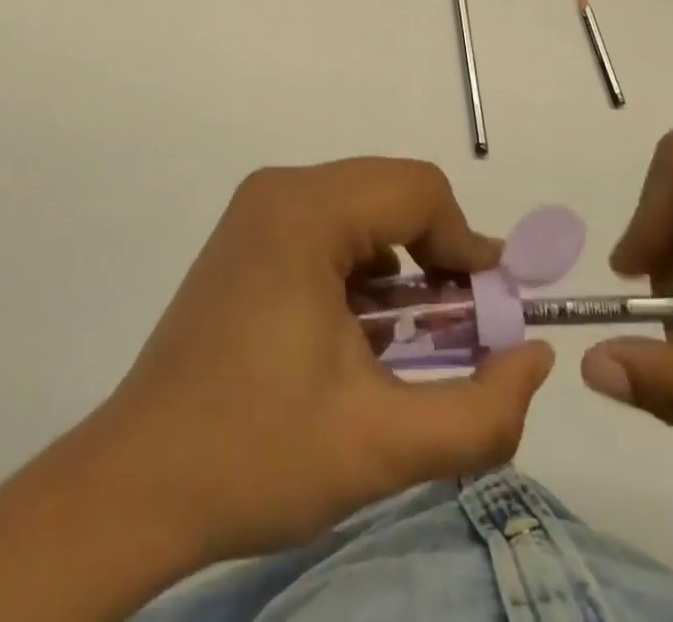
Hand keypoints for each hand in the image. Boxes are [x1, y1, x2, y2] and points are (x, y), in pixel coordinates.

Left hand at [97, 159, 553, 564]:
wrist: (137, 484)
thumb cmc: (257, 454)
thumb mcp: (383, 445)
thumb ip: (481, 410)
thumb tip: (535, 357)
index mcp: (305, 210)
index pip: (419, 190)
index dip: (467, 246)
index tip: (490, 313)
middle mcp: (281, 189)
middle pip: (392, 192)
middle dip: (438, 256)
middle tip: (459, 330)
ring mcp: (258, 209)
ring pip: (364, 208)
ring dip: (403, 264)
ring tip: (411, 340)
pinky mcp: (248, 236)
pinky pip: (330, 226)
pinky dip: (364, 268)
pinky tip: (360, 333)